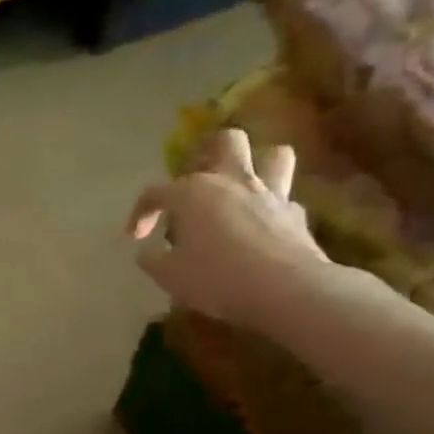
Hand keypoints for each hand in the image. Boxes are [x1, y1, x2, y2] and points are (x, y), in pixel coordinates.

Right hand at [128, 129, 335, 331]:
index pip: (156, 192)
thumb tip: (148, 252)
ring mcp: (270, 195)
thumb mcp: (168, 275)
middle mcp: (232, 182)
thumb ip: (153, 259)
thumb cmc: (216, 278)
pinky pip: (285, 200)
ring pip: (273, 155)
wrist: (286, 291)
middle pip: (226, 142)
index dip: (141, 212)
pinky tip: (262, 228)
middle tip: (197, 183)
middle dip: (209, 154)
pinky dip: (272, 209)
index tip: (136, 237)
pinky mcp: (297, 216)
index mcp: (193, 192)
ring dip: (258, 165)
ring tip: (241, 189)